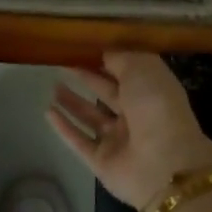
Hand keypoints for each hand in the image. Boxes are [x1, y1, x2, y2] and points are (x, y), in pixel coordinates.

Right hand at [47, 52, 211, 209]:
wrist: (163, 164)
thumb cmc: (156, 106)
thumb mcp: (142, 69)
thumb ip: (120, 58)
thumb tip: (104, 53)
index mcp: (151, 92)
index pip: (126, 72)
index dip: (107, 60)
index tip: (84, 47)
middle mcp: (136, 115)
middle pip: (107, 93)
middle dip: (87, 78)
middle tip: (63, 63)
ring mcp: (118, 140)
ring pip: (91, 117)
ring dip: (73, 102)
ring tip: (53, 86)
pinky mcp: (102, 161)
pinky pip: (80, 141)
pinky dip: (64, 128)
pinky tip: (48, 112)